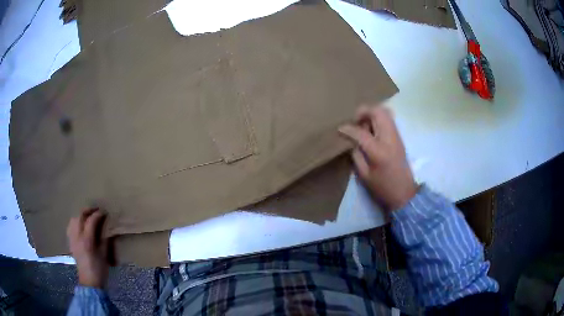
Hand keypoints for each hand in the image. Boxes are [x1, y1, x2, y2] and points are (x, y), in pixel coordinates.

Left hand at [67, 208, 110, 287]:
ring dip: (81, 215)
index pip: (91, 221)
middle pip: (80, 216)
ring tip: (87, 216)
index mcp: (87, 240)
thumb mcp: (105, 255)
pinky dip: (75, 222)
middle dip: (88, 210)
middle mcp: (77, 236)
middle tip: (96, 210)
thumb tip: (107, 229)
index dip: (98, 214)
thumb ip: (105, 240)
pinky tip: (79, 225)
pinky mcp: (70, 242)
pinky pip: (70, 226)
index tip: (104, 212)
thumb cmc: (99, 269)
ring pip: (73, 219)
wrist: (89, 281)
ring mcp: (72, 239)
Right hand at [339, 105, 417, 211]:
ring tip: (364, 125)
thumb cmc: (383, 187)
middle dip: (363, 112)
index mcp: (378, 151)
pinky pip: (388, 119)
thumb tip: (352, 141)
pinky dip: (378, 119)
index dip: (348, 129)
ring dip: (372, 114)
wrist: (405, 193)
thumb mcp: (364, 175)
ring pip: (385, 112)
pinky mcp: (399, 137)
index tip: (339, 129)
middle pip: (377, 112)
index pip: (360, 132)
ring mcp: (396, 136)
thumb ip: (356, 155)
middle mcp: (389, 138)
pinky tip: (372, 130)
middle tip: (355, 122)